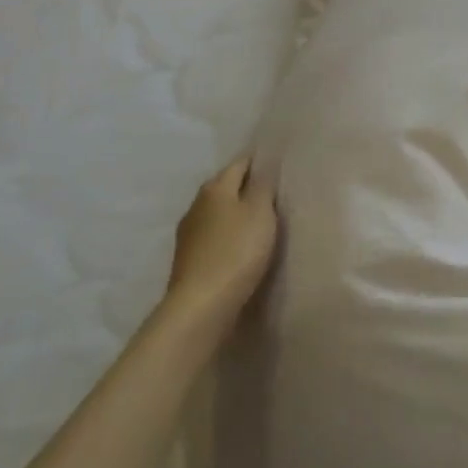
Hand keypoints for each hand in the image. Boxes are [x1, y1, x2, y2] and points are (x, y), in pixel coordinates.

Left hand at [166, 157, 278, 330]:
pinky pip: (214, 236)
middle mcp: (197, 204)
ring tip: (261, 221)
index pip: (240, 163)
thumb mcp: (260, 212)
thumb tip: (263, 168)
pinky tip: (242, 246)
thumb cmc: (237, 251)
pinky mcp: (188, 259)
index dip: (259, 162)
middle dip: (247, 188)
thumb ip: (263, 186)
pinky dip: (228, 236)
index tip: (278, 166)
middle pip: (226, 187)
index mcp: (215, 188)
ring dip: (236, 214)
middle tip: (275, 194)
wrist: (201, 304)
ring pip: (218, 213)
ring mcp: (189, 233)